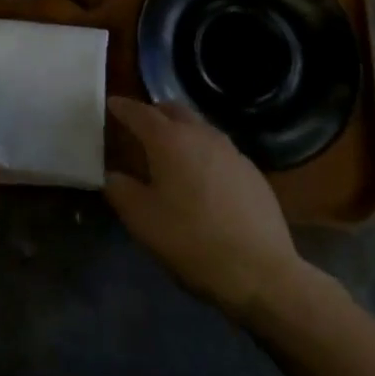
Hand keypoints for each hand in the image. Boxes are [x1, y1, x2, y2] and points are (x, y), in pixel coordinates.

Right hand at [104, 97, 305, 319]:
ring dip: (180, 131)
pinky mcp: (250, 169)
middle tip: (140, 126)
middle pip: (172, 110)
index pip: (139, 112)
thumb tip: (112, 175)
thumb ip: (121, 191)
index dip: (122, 107)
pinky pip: (218, 149)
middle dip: (154, 113)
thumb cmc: (193, 242)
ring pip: (198, 127)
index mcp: (169, 140)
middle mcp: (199, 134)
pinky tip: (202, 179)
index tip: (111, 103)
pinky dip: (202, 152)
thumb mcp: (144, 222)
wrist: (263, 272)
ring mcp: (229, 149)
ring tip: (170, 153)